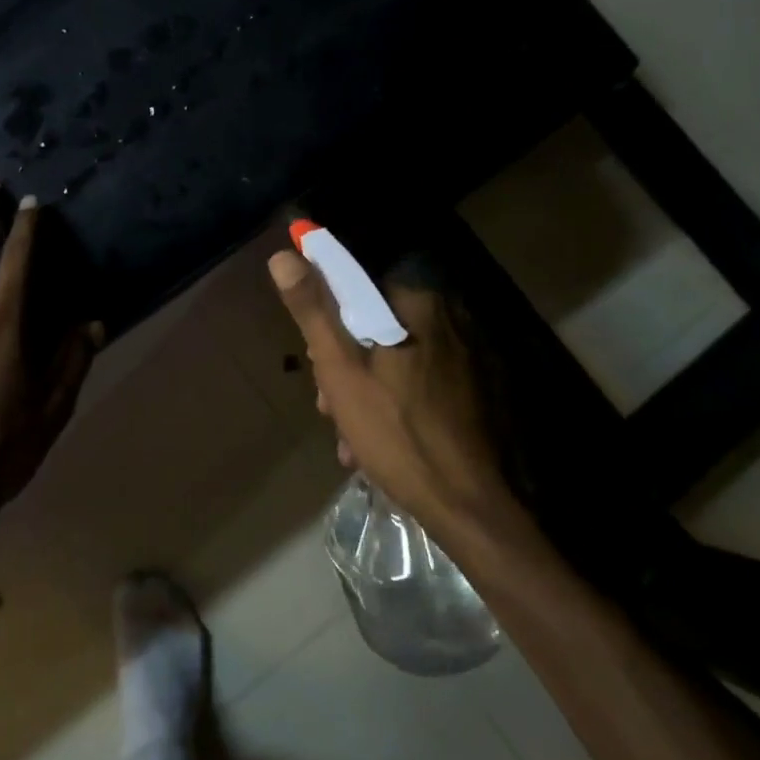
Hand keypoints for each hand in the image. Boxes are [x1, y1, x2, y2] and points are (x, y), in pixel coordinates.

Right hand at [268, 249, 527, 544]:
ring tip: (352, 438)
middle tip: (331, 408)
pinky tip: (379, 444)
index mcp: (417, 304)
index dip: (327, 327)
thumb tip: (284, 255)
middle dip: (345, 367)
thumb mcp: (340, 370)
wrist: (468, 505)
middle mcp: (448, 319)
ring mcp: (466, 357)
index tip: (315, 365)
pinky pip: (419, 382)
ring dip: (365, 392)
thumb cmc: (396, 431)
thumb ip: (313, 309)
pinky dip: (395, 404)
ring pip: (394, 359)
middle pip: (374, 329)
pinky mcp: (475, 389)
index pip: (356, 293)